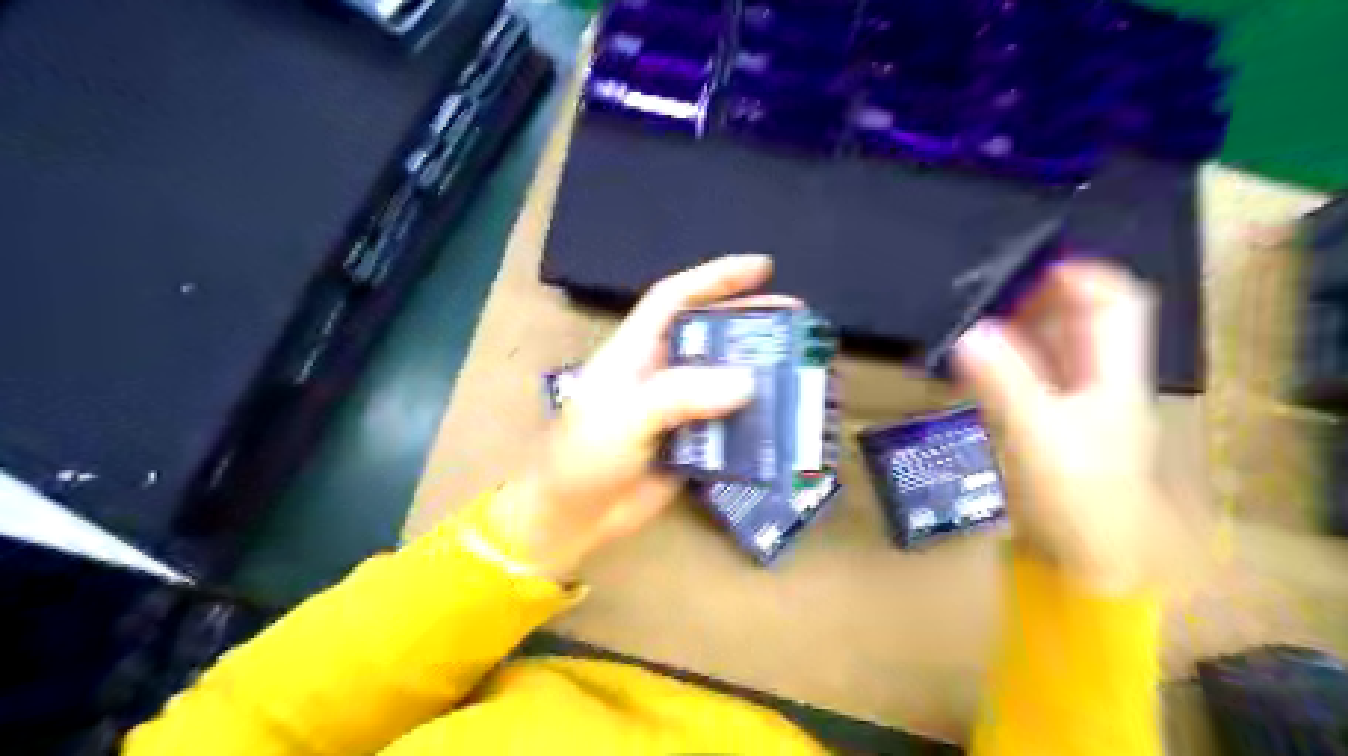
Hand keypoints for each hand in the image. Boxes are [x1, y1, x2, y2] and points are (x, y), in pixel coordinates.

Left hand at [484, 253, 790, 579]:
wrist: (576, 516)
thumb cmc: (586, 456)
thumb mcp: (625, 416)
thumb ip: (681, 395)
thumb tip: (747, 382)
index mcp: (636, 349)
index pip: (676, 297)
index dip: (716, 276)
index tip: (763, 268)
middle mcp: (661, 370)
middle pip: (711, 333)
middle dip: (752, 321)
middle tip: (799, 320)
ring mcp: (679, 407)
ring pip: (726, 379)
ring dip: (761, 372)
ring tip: (803, 368)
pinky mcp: (693, 441)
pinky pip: (730, 423)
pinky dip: (757, 420)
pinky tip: (786, 419)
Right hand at [953, 264, 1164, 593]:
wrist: (1084, 563)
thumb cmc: (1075, 498)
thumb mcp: (1037, 436)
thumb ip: (1004, 382)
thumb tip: (968, 332)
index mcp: (1112, 375)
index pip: (1115, 303)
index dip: (1079, 276)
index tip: (1023, 269)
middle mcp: (1099, 381)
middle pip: (1081, 321)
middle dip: (1037, 300)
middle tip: (985, 297)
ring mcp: (1076, 406)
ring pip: (1054, 349)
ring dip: (1018, 331)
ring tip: (973, 325)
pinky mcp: (1051, 427)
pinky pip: (1032, 378)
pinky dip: (1006, 363)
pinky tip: (975, 367)